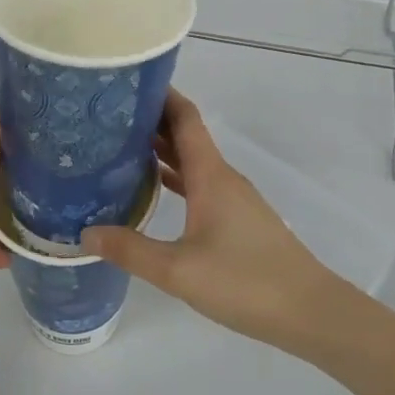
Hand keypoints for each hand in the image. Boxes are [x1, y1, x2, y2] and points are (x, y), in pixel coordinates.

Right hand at [82, 92, 352, 350]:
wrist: (309, 311)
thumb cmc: (245, 281)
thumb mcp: (178, 270)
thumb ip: (131, 250)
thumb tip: (85, 233)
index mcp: (210, 175)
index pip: (185, 118)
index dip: (160, 96)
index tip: (126, 83)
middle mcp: (223, 178)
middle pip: (186, 136)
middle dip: (150, 122)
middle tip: (107, 118)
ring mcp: (234, 199)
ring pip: (193, 162)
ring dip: (162, 151)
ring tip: (120, 148)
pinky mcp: (239, 220)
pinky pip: (200, 185)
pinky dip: (176, 179)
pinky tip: (154, 191)